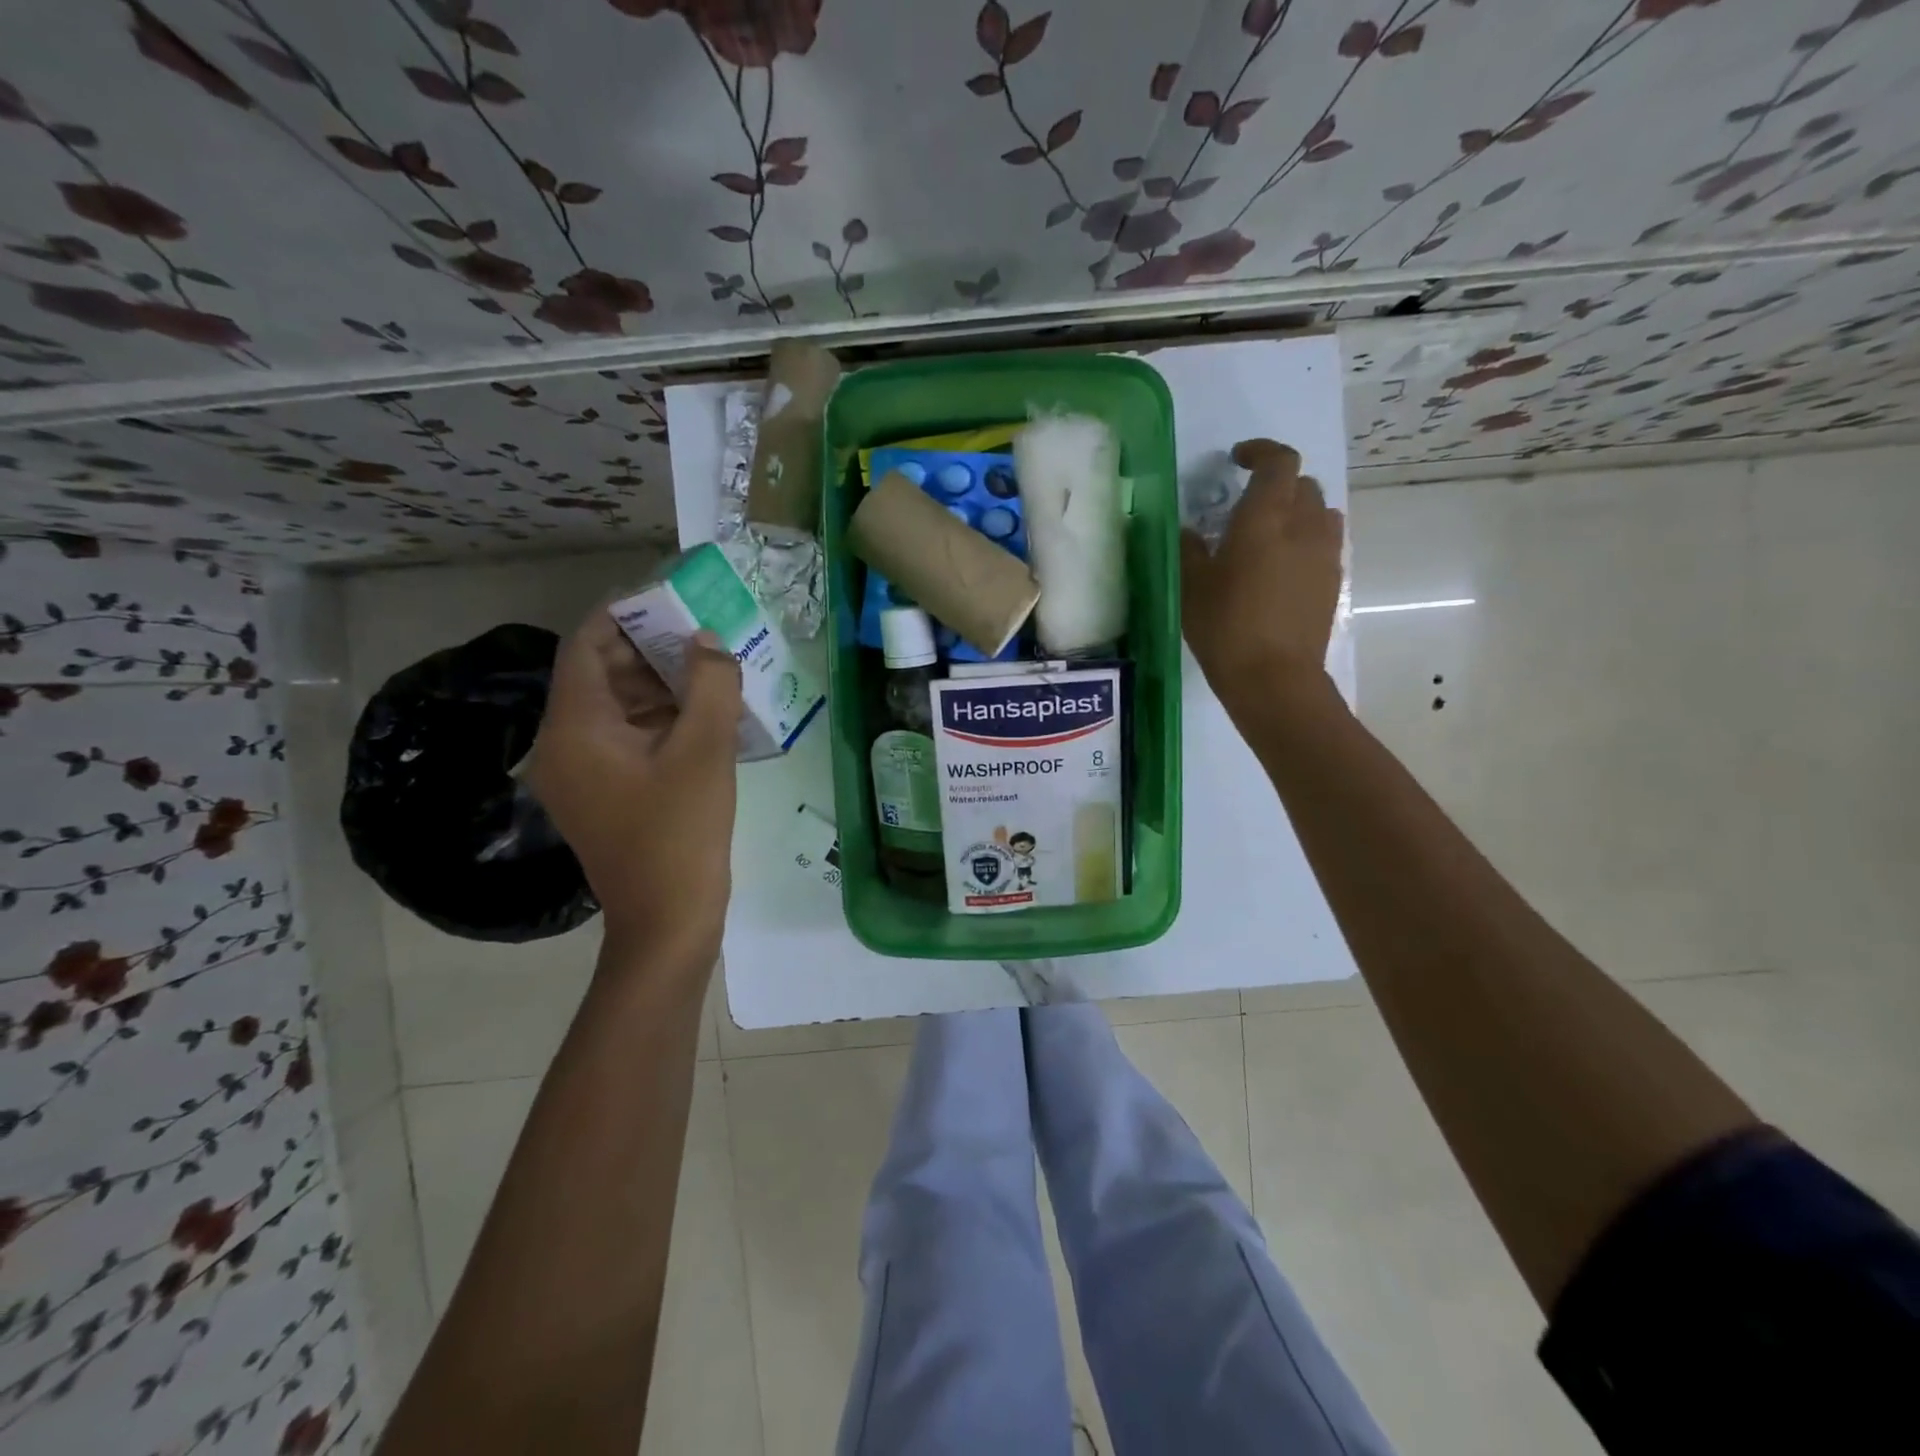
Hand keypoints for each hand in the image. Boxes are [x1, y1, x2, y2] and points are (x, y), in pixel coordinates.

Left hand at [528, 610, 742, 966]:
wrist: (667, 921)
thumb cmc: (681, 833)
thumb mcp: (705, 751)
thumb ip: (710, 685)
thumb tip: (707, 642)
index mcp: (575, 729)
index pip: (586, 646)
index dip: (625, 614)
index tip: (670, 597)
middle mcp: (564, 746)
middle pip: (600, 675)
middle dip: (650, 648)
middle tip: (703, 632)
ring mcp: (581, 774)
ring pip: (616, 708)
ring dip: (660, 684)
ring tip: (712, 669)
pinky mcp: (604, 795)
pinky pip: (626, 739)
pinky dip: (660, 719)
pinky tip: (704, 715)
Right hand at [1180, 438, 1344, 724]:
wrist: (1274, 678)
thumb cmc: (1225, 627)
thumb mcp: (1191, 586)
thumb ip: (1189, 549)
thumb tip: (1190, 530)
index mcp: (1266, 518)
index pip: (1279, 461)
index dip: (1260, 451)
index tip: (1238, 459)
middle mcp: (1304, 526)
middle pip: (1302, 484)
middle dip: (1277, 484)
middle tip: (1247, 505)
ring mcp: (1324, 554)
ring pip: (1320, 512)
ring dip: (1297, 511)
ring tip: (1270, 535)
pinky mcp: (1333, 581)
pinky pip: (1324, 543)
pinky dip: (1305, 541)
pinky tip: (1281, 568)